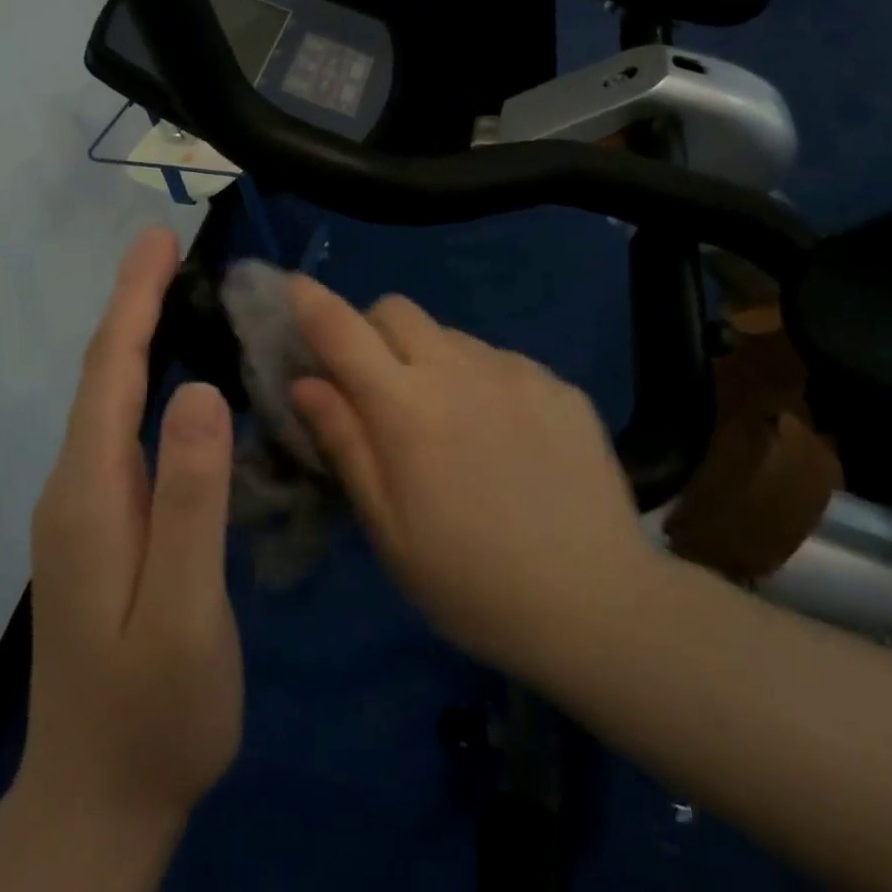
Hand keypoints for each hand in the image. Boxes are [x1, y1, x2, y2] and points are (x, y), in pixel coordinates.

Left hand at [20, 227, 242, 840]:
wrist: (97, 806)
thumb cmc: (153, 715)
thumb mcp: (183, 613)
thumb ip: (191, 501)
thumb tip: (202, 390)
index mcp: (91, 495)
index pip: (108, 373)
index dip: (133, 301)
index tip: (158, 240)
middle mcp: (75, 487)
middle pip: (102, 376)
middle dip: (133, 303)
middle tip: (171, 248)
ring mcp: (84, 508)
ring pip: (109, 400)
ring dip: (137, 336)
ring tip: (177, 290)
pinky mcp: (102, 526)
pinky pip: (121, 429)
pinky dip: (142, 380)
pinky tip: (173, 376)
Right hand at [287, 277, 656, 688]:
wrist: (599, 605)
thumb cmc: (472, 583)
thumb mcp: (389, 529)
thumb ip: (345, 443)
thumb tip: (305, 382)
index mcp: (408, 408)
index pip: (343, 330)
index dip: (310, 301)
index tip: (292, 287)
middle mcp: (460, 369)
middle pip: (396, 309)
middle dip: (371, 331)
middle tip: (376, 385)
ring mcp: (516, 371)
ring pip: (449, 334)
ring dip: (429, 358)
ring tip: (450, 421)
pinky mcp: (559, 383)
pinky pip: (500, 360)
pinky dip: (481, 380)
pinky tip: (504, 436)